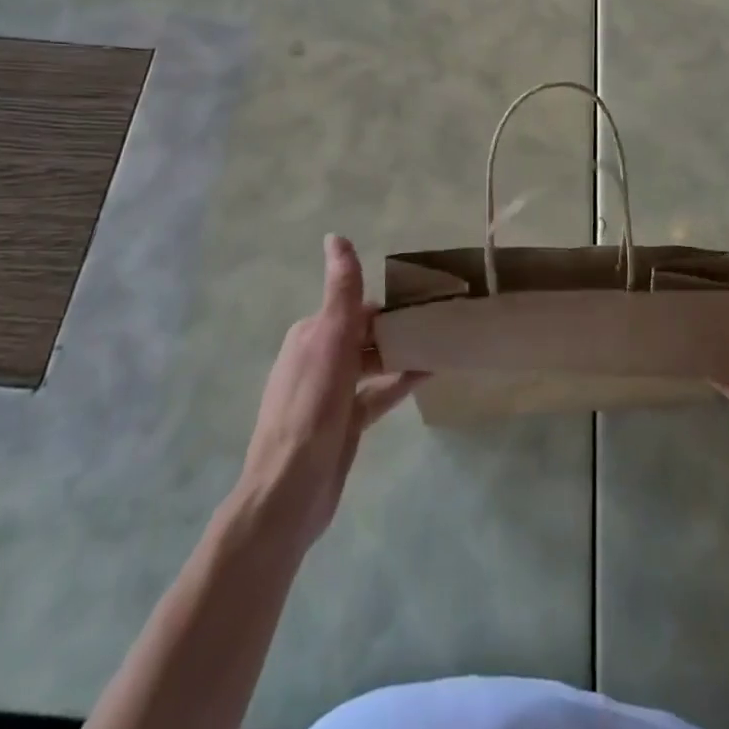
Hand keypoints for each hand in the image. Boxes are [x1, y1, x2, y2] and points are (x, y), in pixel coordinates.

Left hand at [238, 235, 423, 555]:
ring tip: (440, 343)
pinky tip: (427, 375)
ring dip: (401, 353)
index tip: (425, 299)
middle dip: (398, 327)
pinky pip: (376, 394)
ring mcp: (330, 393)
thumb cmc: (311, 408)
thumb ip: (340, 290)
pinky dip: (398, 383)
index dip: (388, 303)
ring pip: (373, 363)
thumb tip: (336, 236)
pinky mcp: (344, 422)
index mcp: (311, 334)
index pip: (356, 306)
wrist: (288, 492)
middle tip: (440, 321)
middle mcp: (318, 357)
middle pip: (365, 334)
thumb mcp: (330, 340)